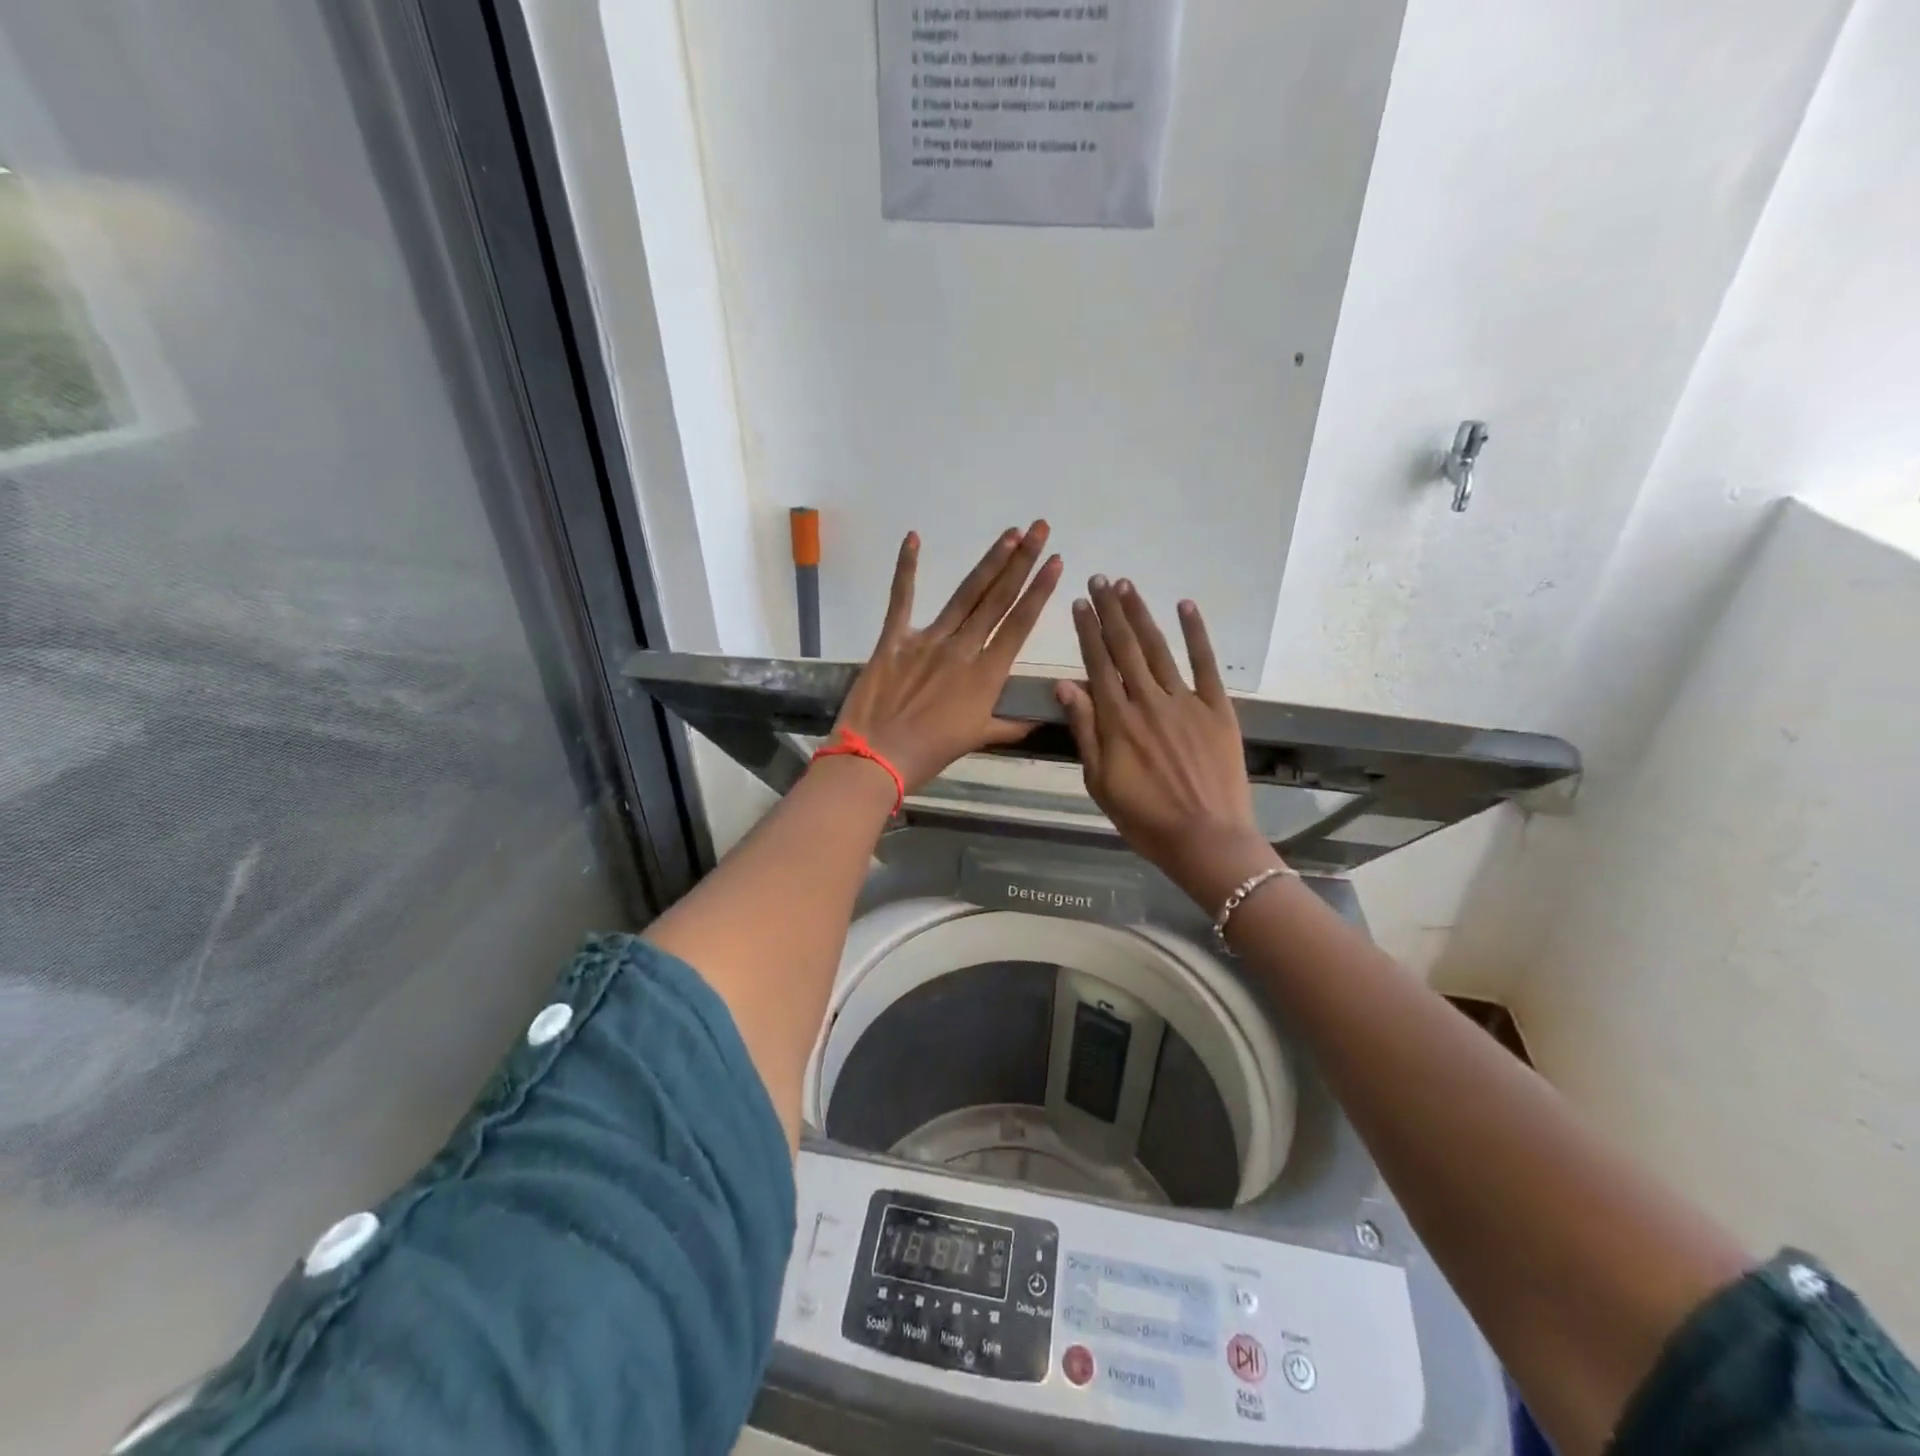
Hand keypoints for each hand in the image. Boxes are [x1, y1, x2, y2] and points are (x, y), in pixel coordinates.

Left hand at [835, 523, 1062, 790]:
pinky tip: (913, 537)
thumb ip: (1009, 725)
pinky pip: (900, 599)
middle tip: (1040, 529)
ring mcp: (926, 641)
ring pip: (964, 595)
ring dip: (989, 562)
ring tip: (1009, 534)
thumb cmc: (930, 753)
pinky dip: (905, 568)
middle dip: (1022, 561)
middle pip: (997, 599)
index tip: (1056, 562)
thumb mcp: (977, 739)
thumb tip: (1039, 720)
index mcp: (986, 675)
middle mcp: (962, 649)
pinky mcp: (892, 640)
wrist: (876, 758)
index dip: (1039, 591)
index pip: (1019, 624)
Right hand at [1055, 577, 1278, 907]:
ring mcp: (1186, 702)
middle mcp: (1148, 700)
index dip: (1087, 631)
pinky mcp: (1217, 709)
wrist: (1206, 839)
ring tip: (1127, 585)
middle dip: (1110, 611)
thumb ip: (1084, 731)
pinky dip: (1196, 633)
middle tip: (1099, 580)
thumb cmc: (1145, 818)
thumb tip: (1065, 686)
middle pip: (1126, 647)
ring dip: (1142, 614)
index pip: (1097, 664)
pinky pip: (1206, 664)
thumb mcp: (1100, 781)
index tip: (1078, 604)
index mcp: (1117, 720)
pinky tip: (1185, 607)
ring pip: (1159, 648)